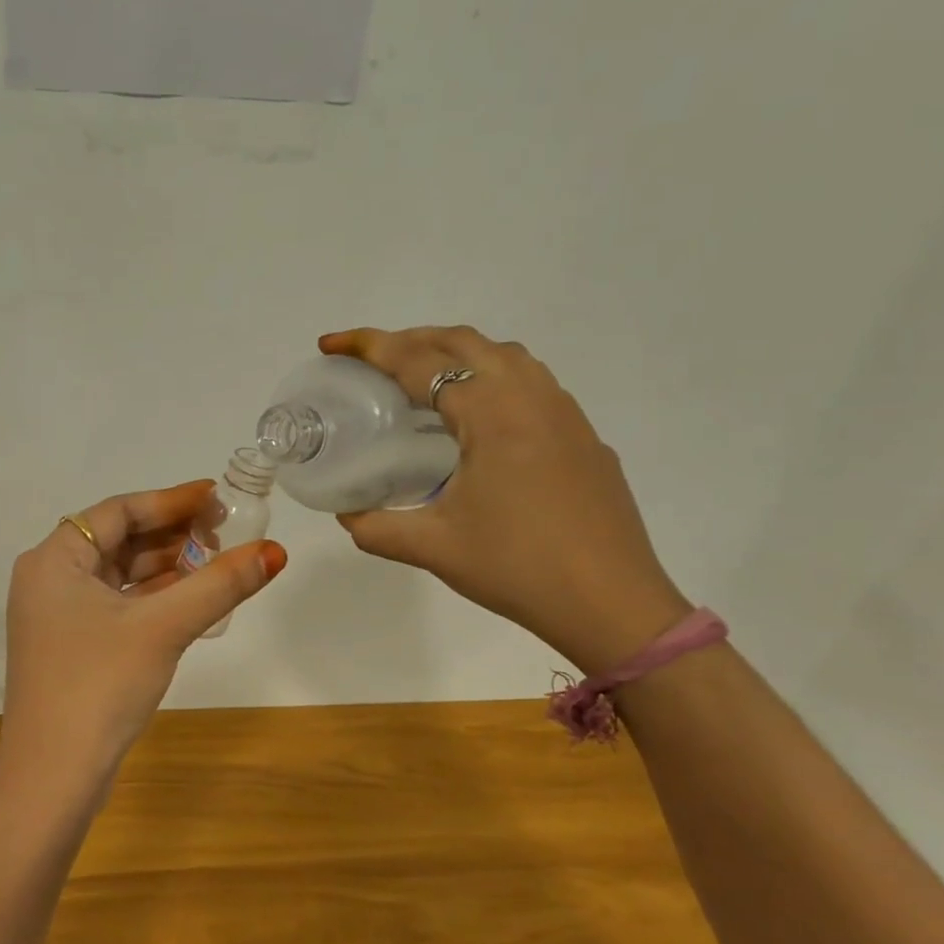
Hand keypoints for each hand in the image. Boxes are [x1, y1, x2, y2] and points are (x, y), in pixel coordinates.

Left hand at [0, 480, 286, 807]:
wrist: (52, 779)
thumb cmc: (99, 686)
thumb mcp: (163, 628)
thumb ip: (219, 585)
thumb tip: (275, 551)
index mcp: (53, 560)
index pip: (118, 511)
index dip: (171, 500)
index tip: (217, 497)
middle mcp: (49, 579)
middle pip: (119, 540)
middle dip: (173, 534)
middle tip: (225, 531)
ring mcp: (58, 616)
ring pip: (121, 575)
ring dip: (167, 567)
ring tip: (218, 561)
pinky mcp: (72, 646)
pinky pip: (118, 605)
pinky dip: (154, 598)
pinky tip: (193, 599)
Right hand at [320, 326, 688, 673]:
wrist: (612, 604)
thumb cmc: (518, 568)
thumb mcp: (433, 548)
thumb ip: (377, 528)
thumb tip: (346, 515)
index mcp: (492, 414)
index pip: (419, 362)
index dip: (370, 347)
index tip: (331, 343)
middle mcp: (532, 398)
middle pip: (464, 343)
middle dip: (410, 339)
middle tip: (371, 359)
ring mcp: (566, 415)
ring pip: (505, 356)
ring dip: (456, 353)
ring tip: (421, 380)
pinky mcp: (583, 438)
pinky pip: (531, 384)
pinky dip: (491, 378)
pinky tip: (478, 420)